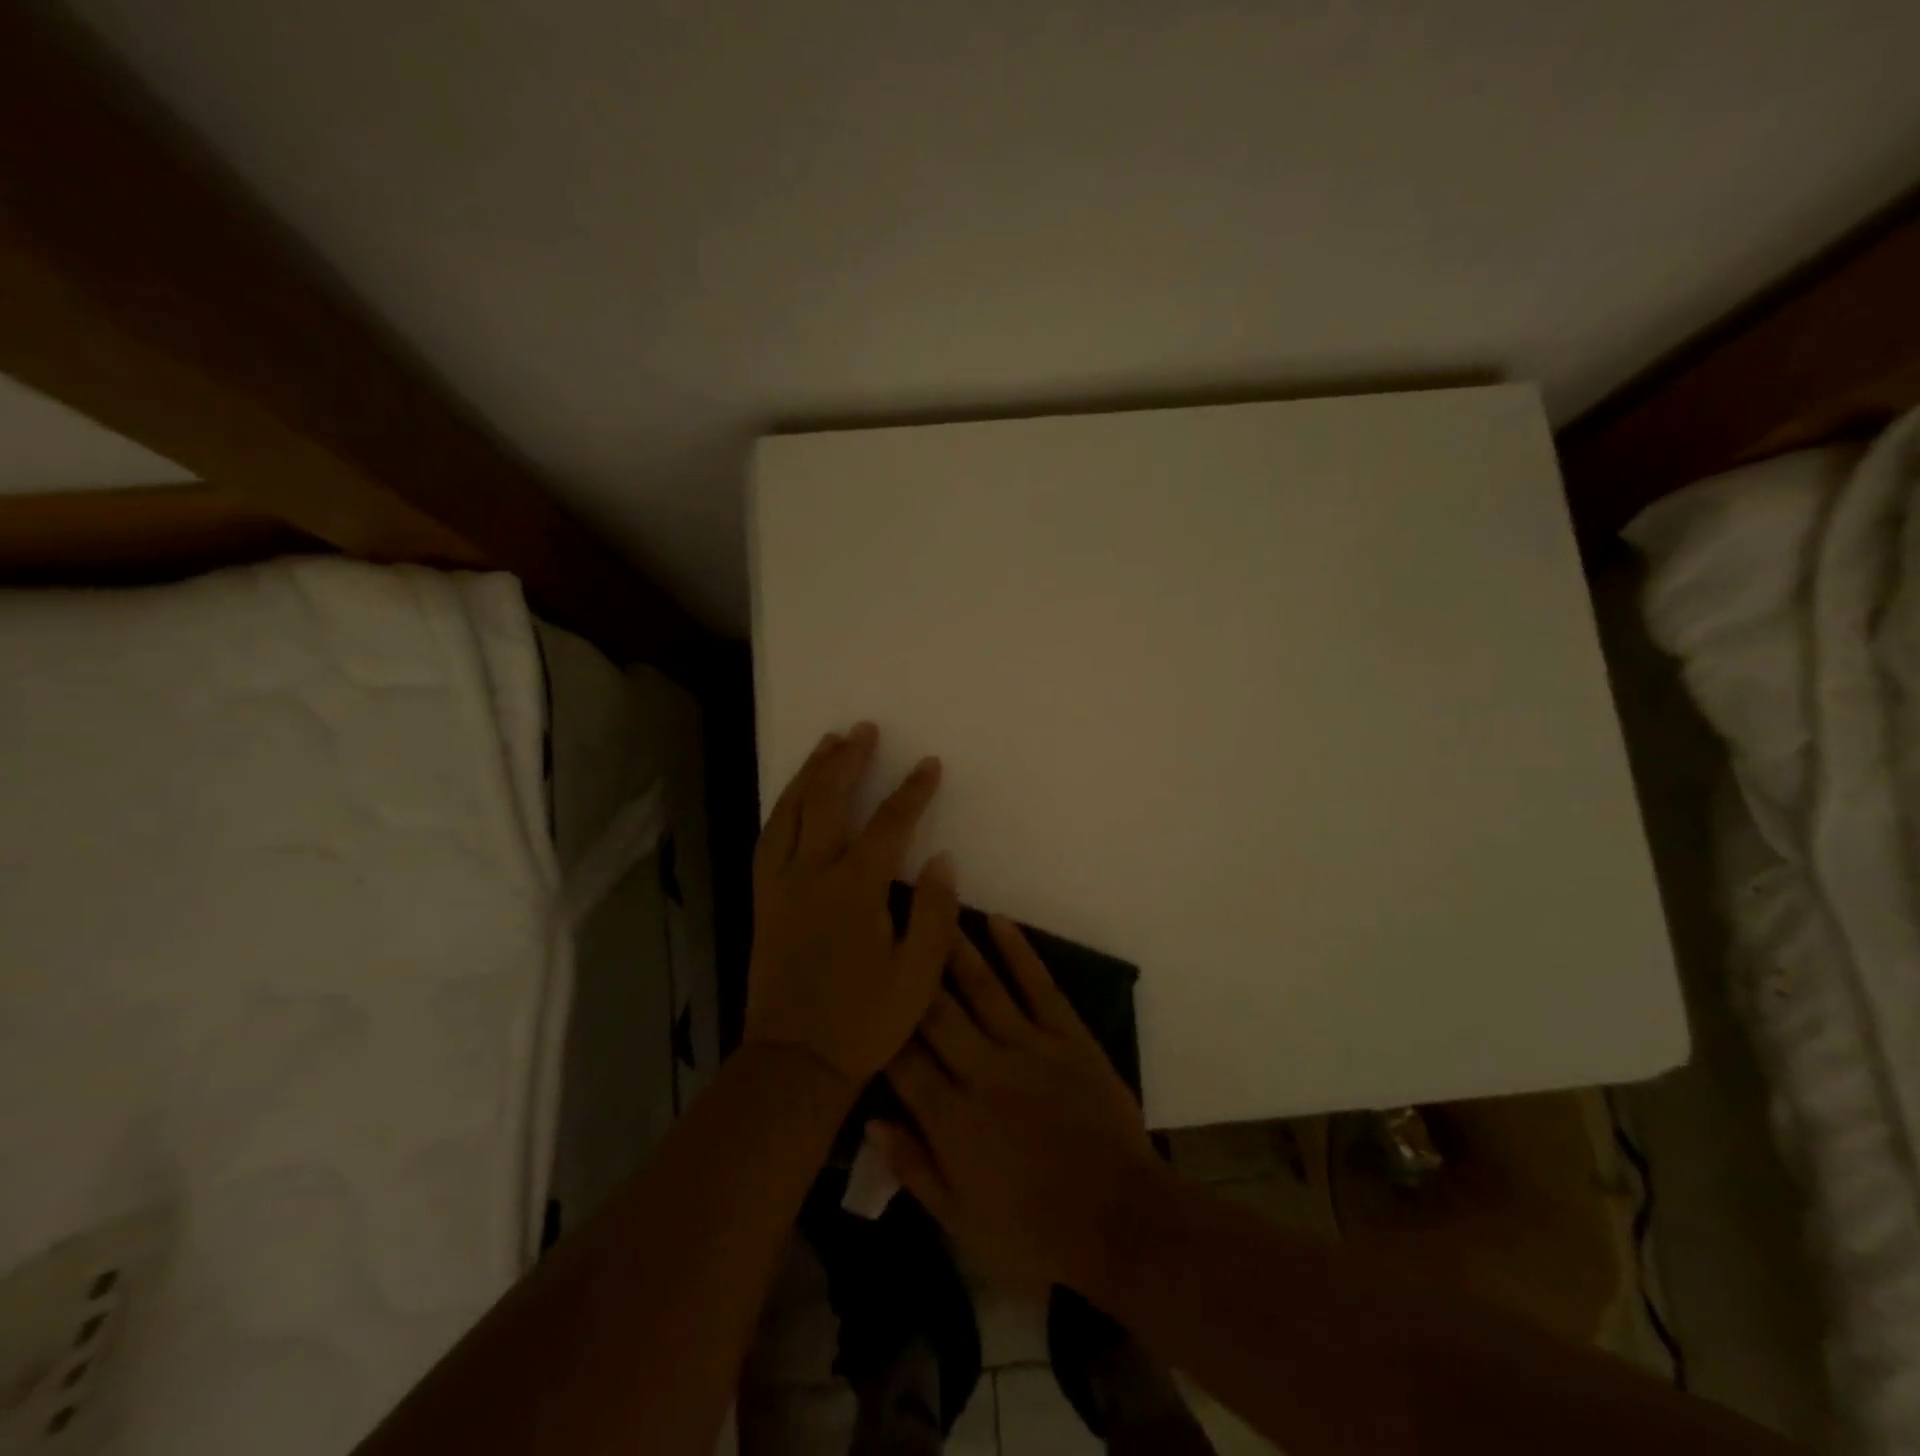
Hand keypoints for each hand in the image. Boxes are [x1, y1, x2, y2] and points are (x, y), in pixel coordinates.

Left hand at [745, 722, 960, 1089]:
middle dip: (847, 761)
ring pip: (789, 813)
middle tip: (862, 729)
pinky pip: (769, 839)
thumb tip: (942, 858)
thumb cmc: (864, 1021)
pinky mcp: (762, 901)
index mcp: (854, 890)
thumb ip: (933, 913)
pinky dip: (781, 809)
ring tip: (826, 744)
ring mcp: (780, 886)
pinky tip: (791, 800)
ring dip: (809, 774)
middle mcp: (812, 875)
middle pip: (827, 802)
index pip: (888, 825)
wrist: (795, 1062)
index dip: (911, 791)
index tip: (929, 764)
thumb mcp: (917, 975)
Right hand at [875, 917, 1159, 1293]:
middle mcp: (983, 1071)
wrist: (1121, 1222)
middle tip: (885, 922)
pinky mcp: (1068, 1037)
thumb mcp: (962, 1222)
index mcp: (952, 1119)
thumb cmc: (1035, 1233)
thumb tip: (872, 1121)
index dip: (878, 1024)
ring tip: (930, 908)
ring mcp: (1029, 1048)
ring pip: (982, 988)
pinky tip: (998, 920)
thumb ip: (915, 1169)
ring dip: (953, 947)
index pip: (902, 1060)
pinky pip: (1039, 986)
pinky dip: (1019, 952)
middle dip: (908, 967)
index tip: (861, 987)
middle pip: (935, 1012)